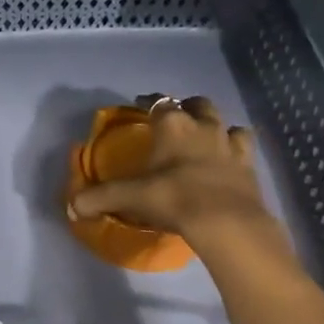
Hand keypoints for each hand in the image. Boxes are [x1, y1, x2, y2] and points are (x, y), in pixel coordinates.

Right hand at [67, 96, 282, 248]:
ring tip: (207, 137)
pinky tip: (229, 160)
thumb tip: (72, 207)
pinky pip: (244, 148)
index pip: (158, 102)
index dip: (148, 101)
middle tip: (176, 118)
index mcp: (172, 125)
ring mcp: (230, 145)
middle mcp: (203, 126)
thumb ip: (100, 198)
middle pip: (197, 104)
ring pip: (226, 122)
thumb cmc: (173, 198)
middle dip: (186, 106)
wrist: (226, 222)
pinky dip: (236, 149)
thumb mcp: (130, 198)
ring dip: (216, 126)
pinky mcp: (250, 166)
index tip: (140, 103)